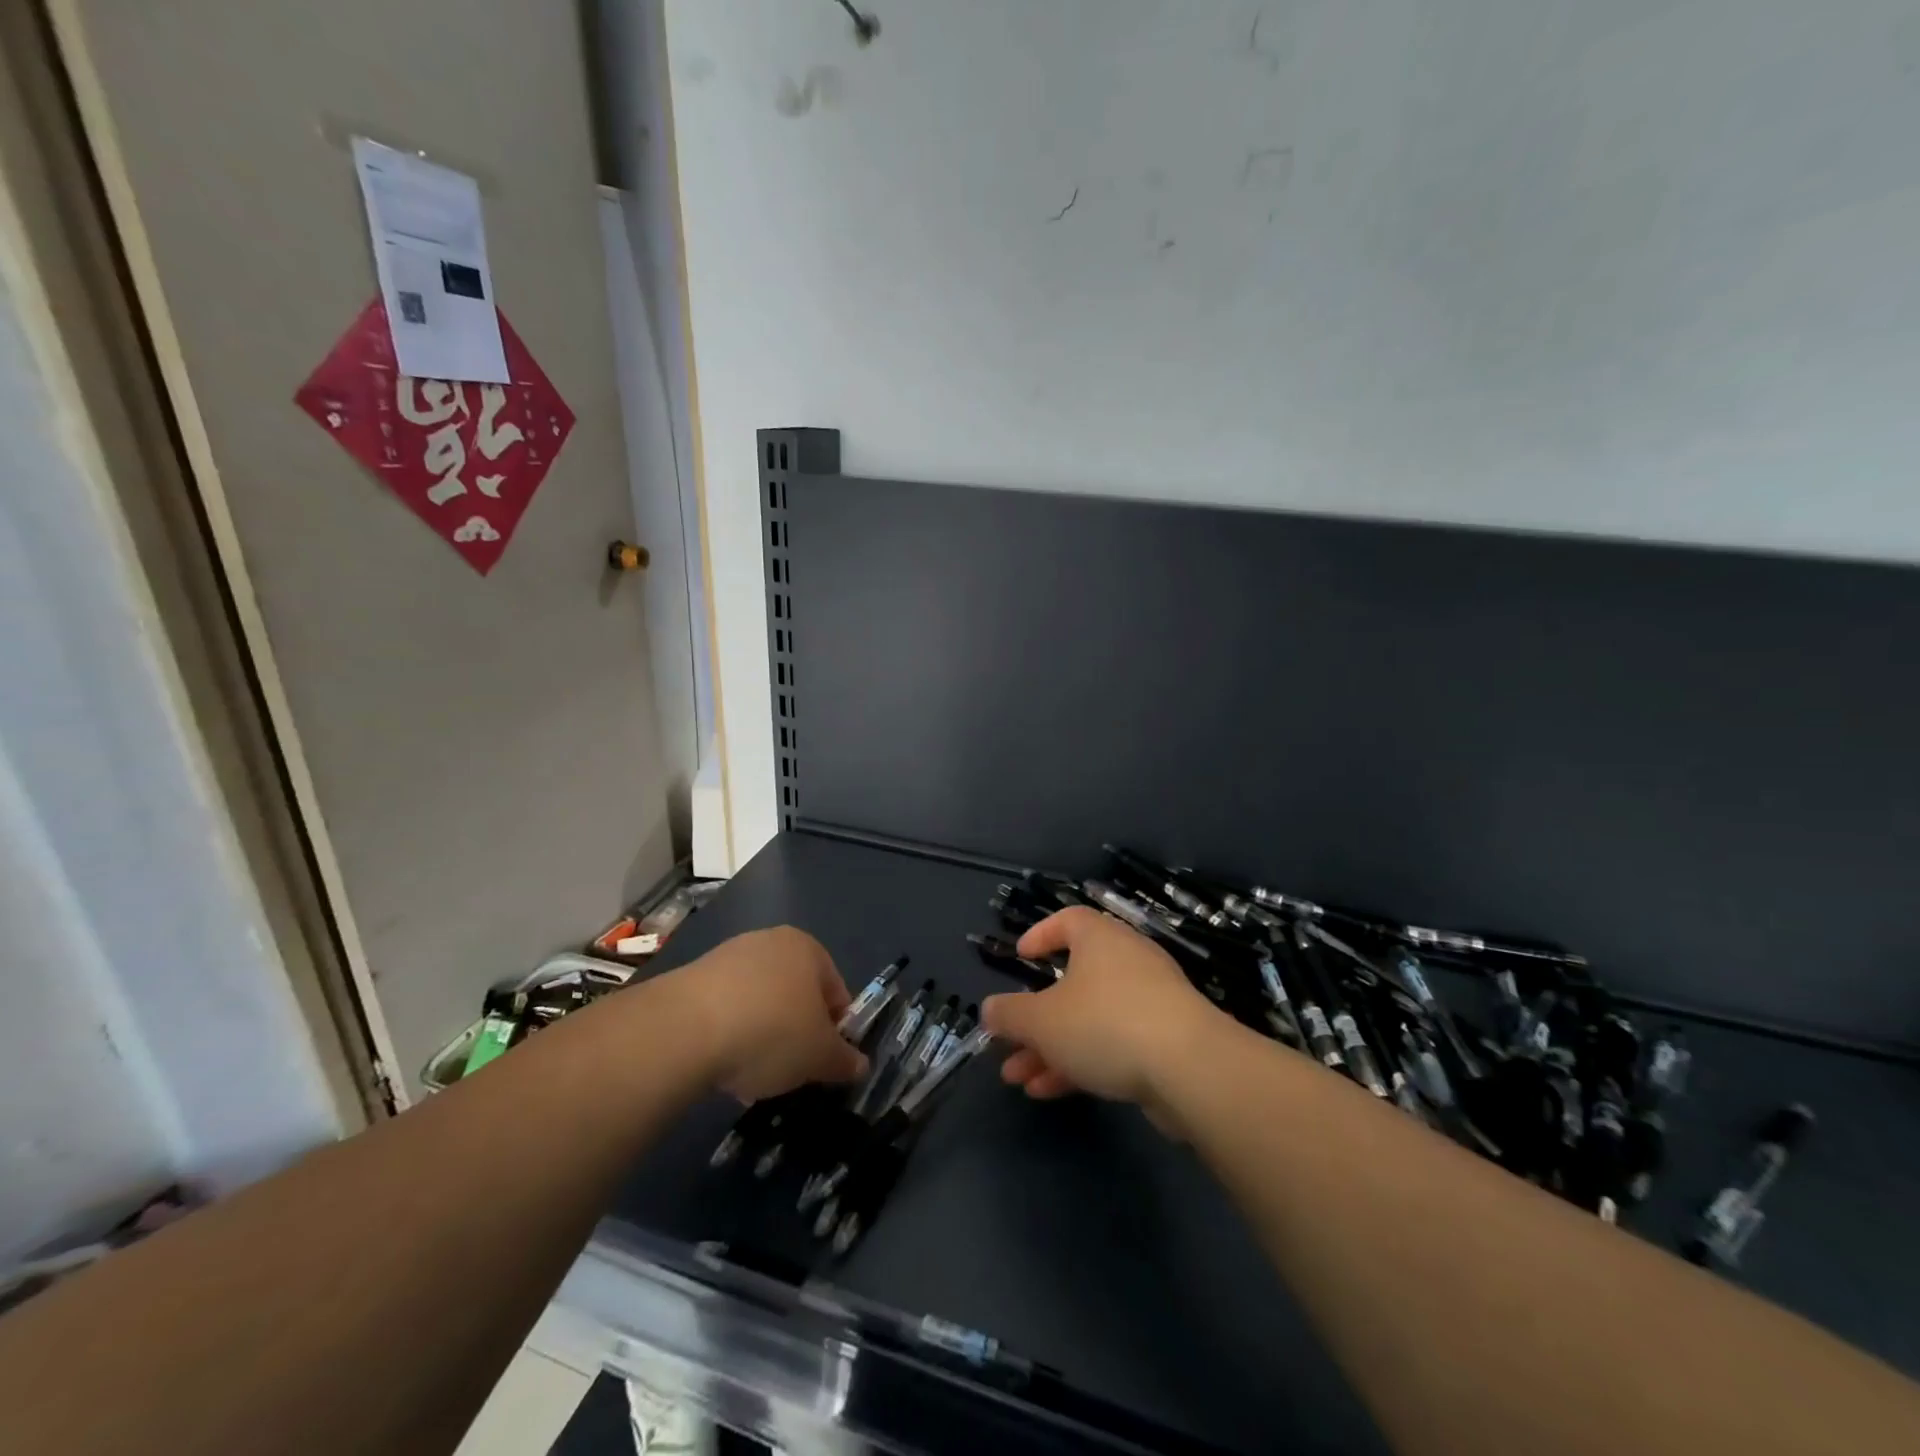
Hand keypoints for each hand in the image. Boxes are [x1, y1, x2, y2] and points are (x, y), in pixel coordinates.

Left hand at [665, 926, 867, 1101]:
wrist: (685, 1030)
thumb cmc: (772, 1031)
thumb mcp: (820, 1056)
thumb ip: (844, 1060)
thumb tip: (860, 1065)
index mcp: (808, 948)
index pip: (835, 991)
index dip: (835, 1031)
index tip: (824, 1062)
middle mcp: (770, 941)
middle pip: (794, 994)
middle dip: (795, 1033)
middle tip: (789, 1070)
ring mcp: (728, 956)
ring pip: (758, 1003)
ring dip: (760, 1036)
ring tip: (749, 1075)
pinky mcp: (692, 977)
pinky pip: (724, 1010)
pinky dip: (728, 1035)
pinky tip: (720, 1066)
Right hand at [981, 906, 1221, 1118]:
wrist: (1191, 1070)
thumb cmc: (1105, 1024)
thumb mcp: (1041, 1020)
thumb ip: (1009, 1014)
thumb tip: (989, 1009)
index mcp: (1099, 939)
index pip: (1068, 920)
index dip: (1040, 935)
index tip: (1019, 958)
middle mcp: (1126, 961)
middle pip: (1072, 982)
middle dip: (1035, 1017)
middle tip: (1008, 1042)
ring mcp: (1150, 1002)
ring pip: (1089, 1020)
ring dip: (1051, 1048)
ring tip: (1018, 1080)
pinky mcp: (1165, 1041)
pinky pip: (1113, 1044)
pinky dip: (1082, 1062)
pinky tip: (1050, 1091)